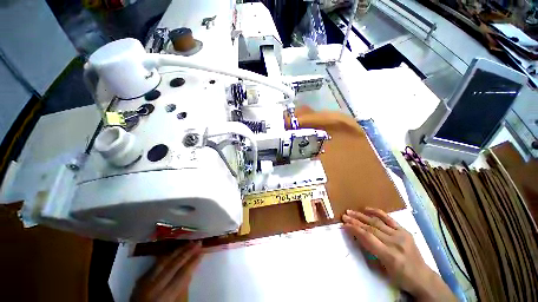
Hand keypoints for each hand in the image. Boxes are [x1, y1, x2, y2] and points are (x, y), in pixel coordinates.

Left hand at [131, 241, 202, 301]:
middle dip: (187, 252)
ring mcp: (145, 281)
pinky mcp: (140, 279)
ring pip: (164, 261)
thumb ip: (182, 290)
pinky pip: (155, 264)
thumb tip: (191, 271)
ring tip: (189, 242)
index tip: (202, 252)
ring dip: (178, 250)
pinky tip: (174, 250)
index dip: (193, 262)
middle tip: (198, 242)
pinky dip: (166, 256)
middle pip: (174, 265)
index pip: (182, 274)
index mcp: (165, 296)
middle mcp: (154, 286)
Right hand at [342, 208, 455, 301]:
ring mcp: (401, 235)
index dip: (354, 229)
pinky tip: (367, 208)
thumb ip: (370, 251)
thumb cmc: (400, 277)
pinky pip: (389, 218)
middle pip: (371, 228)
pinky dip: (377, 212)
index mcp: (389, 255)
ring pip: (377, 222)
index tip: (344, 224)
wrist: (422, 277)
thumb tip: (357, 235)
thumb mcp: (382, 269)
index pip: (368, 237)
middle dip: (355, 221)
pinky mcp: (404, 231)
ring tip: (350, 211)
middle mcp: (395, 243)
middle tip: (344, 216)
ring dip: (362, 216)